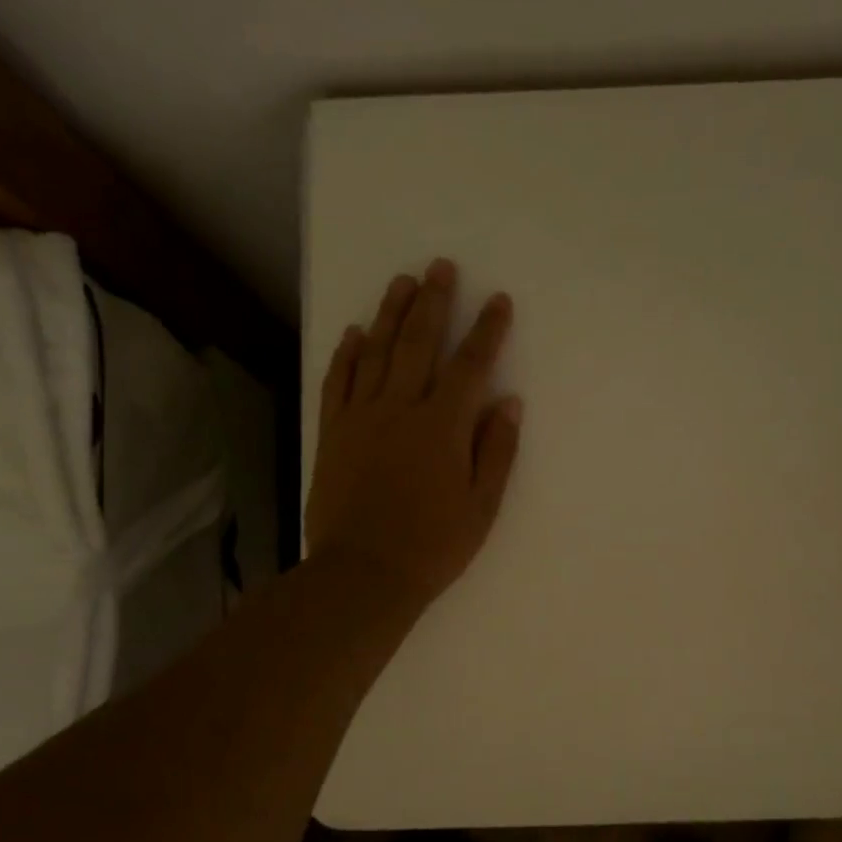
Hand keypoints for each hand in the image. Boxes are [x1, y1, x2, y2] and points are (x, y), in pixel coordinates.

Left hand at [305, 259, 520, 610]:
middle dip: (432, 302)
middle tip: (440, 267)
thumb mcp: (481, 506)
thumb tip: (508, 401)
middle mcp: (400, 409)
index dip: (486, 330)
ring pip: (376, 353)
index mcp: (442, 427)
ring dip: (390, 314)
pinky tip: (354, 334)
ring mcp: (361, 418)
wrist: (363, 574)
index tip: (497, 300)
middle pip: (418, 344)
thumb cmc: (432, 546)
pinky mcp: (333, 433)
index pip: (470, 366)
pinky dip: (346, 355)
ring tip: (401, 282)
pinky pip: (338, 383)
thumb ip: (496, 450)